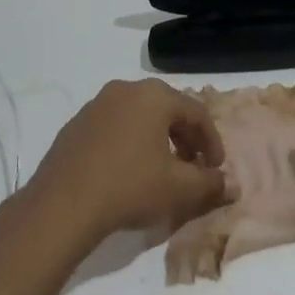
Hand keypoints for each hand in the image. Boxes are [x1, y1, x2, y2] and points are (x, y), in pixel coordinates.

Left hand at [21, 79, 231, 248]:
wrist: (62, 204)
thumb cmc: (129, 187)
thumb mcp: (179, 189)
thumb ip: (210, 183)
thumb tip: (232, 185)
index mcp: (153, 96)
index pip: (196, 113)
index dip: (212, 142)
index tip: (215, 169)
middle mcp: (124, 90)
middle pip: (167, 109)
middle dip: (185, 138)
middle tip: (193, 166)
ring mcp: (96, 105)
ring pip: (139, 116)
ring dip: (157, 139)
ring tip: (162, 170)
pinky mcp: (75, 124)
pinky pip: (114, 127)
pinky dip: (130, 142)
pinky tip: (128, 171)